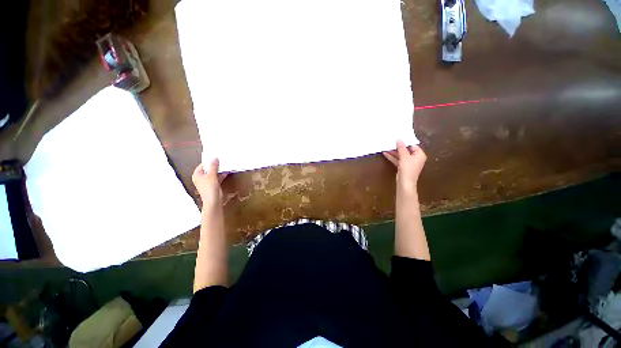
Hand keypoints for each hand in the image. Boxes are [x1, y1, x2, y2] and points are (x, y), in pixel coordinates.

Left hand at [192, 158, 227, 209]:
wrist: (213, 202)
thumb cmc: (209, 188)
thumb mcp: (211, 175)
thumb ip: (213, 166)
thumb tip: (215, 158)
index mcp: (197, 174)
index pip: (202, 164)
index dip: (209, 160)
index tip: (215, 155)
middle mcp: (201, 178)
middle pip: (208, 169)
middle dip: (214, 165)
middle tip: (221, 158)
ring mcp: (207, 182)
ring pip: (213, 173)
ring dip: (218, 170)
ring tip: (225, 163)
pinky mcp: (213, 186)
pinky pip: (217, 178)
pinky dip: (221, 175)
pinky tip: (227, 171)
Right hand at [382, 140, 426, 193]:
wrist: (405, 184)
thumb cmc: (408, 169)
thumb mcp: (404, 156)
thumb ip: (401, 147)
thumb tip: (399, 139)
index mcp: (419, 154)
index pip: (412, 145)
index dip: (404, 141)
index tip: (397, 137)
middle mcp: (416, 158)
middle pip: (406, 150)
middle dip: (398, 147)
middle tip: (391, 141)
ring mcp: (409, 163)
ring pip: (401, 155)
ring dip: (394, 152)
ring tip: (386, 146)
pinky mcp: (404, 167)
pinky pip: (399, 160)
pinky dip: (393, 157)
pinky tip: (385, 153)